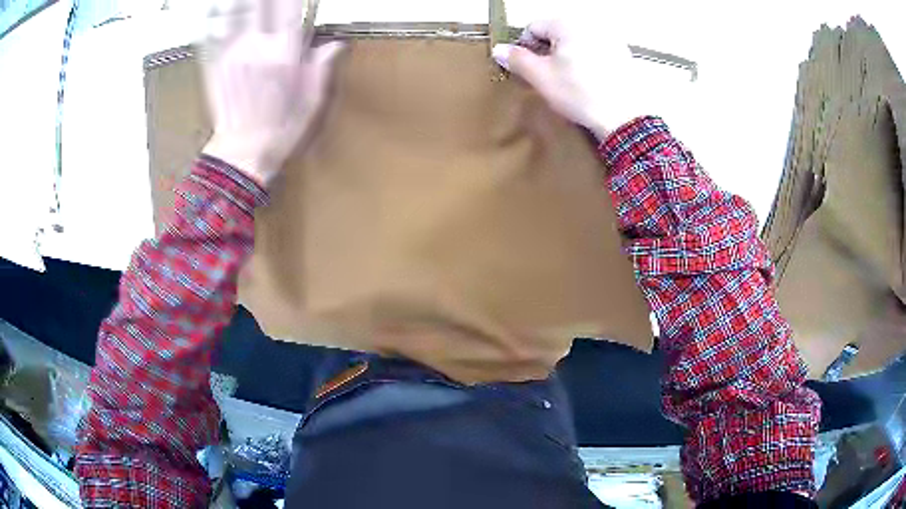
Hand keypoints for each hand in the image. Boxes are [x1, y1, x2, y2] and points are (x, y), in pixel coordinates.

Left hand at [201, 0, 343, 183]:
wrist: (238, 154)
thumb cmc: (276, 133)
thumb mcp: (310, 103)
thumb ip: (320, 68)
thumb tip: (334, 45)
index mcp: (284, 56)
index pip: (290, 8)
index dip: (290, 0)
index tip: (295, 0)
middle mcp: (257, 49)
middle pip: (263, 7)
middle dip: (270, 2)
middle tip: (277, 4)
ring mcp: (234, 55)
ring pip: (243, 15)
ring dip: (250, 8)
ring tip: (257, 8)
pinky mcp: (218, 64)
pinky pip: (224, 32)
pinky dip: (229, 21)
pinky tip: (233, 19)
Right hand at [492, 19, 638, 139]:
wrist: (623, 118)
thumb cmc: (578, 94)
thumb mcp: (541, 77)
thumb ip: (517, 59)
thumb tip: (498, 49)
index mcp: (566, 24)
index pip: (533, 28)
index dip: (525, 48)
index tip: (528, 69)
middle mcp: (588, 24)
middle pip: (556, 33)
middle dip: (548, 51)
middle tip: (548, 76)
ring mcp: (609, 38)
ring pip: (576, 42)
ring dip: (567, 56)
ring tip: (570, 80)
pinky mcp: (623, 53)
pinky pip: (595, 50)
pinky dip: (588, 60)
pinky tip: (590, 81)